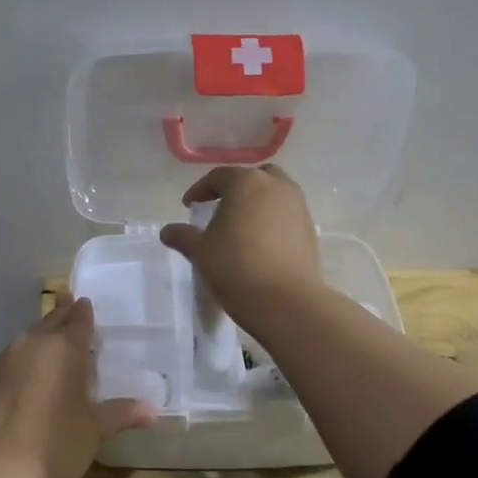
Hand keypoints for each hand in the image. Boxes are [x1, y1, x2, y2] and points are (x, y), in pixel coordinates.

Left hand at [0, 292, 154, 477]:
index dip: (83, 312)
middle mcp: (29, 347)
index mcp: (63, 350)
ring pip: (22, 344)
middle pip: (48, 323)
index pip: (77, 321)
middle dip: (59, 315)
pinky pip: (1, 369)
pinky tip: (16, 385)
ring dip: (35, 343)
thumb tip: (152, 411)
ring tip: (43, 346)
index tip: (83, 302)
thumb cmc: (56, 446)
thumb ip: (121, 414)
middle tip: (65, 303)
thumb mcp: (94, 431)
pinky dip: (13, 370)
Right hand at [157, 164, 322, 328]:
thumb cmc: (235, 267)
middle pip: (254, 177)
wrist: (285, 300)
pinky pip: (287, 216)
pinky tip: (260, 244)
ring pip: (275, 195)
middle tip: (221, 208)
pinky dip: (272, 221)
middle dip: (236, 189)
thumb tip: (167, 231)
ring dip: (257, 204)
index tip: (190, 206)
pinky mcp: (310, 230)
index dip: (201, 189)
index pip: (219, 176)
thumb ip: (184, 237)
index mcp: (247, 183)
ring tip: (241, 227)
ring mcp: (298, 207)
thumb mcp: (201, 252)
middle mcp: (277, 187)